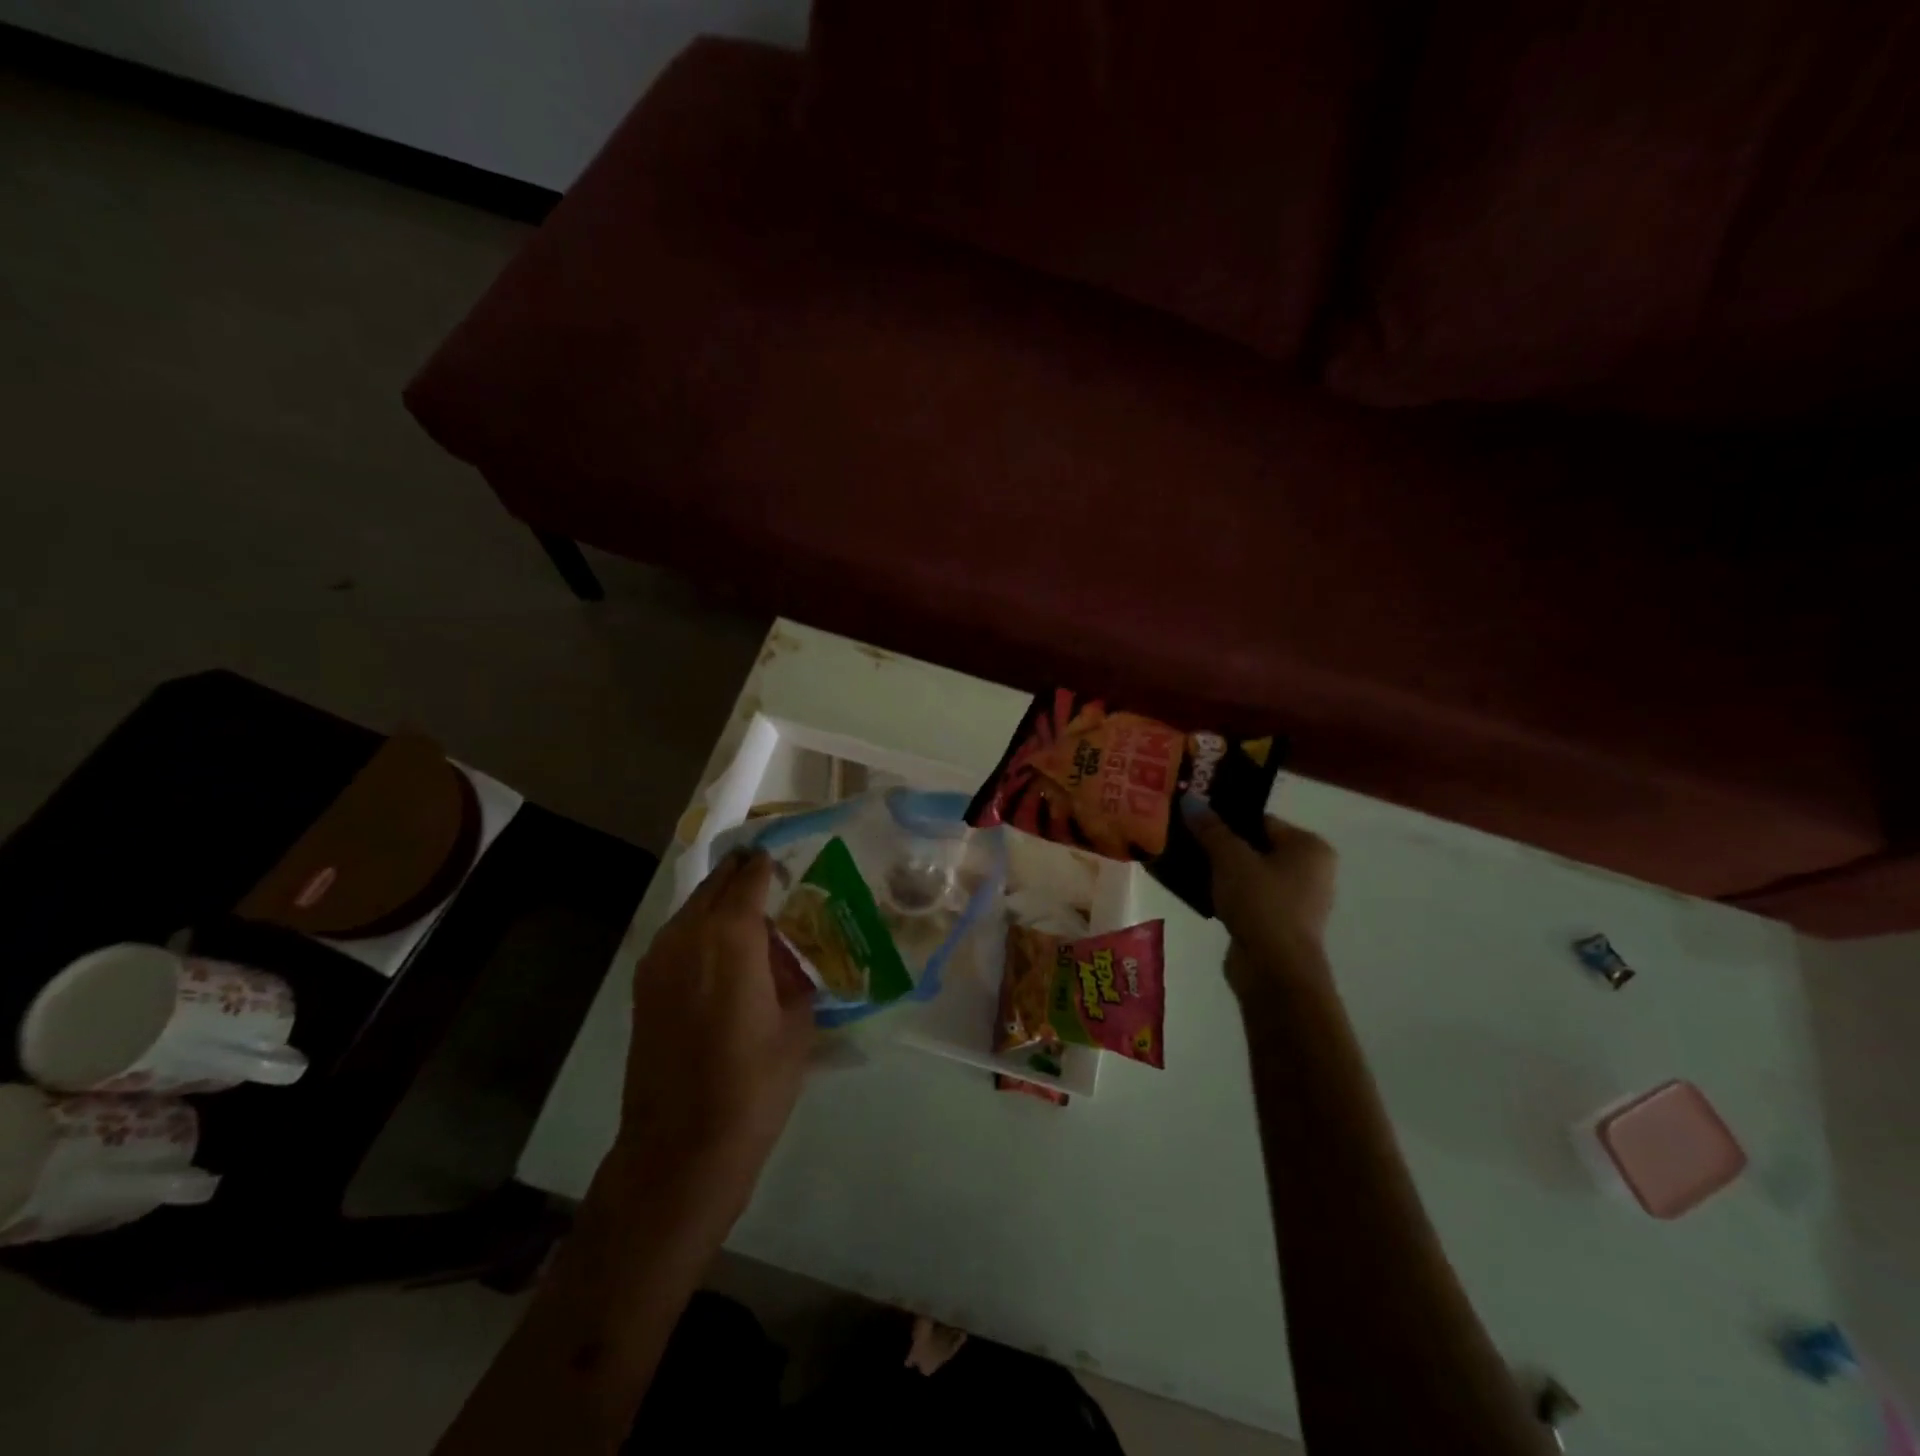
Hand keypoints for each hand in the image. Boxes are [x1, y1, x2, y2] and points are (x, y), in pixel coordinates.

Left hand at [617, 849, 815, 1208]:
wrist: (681, 1147)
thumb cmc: (754, 1084)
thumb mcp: (797, 1024)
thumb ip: (795, 977)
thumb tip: (790, 960)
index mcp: (732, 935)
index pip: (750, 878)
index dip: (767, 863)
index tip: (786, 858)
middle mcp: (689, 935)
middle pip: (715, 884)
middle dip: (742, 874)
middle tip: (771, 876)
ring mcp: (659, 959)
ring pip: (692, 908)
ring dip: (719, 901)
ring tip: (751, 916)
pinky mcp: (644, 986)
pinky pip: (677, 937)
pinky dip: (700, 929)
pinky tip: (723, 954)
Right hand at [1183, 800, 1337, 1000]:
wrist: (1274, 970)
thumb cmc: (1261, 903)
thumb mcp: (1230, 858)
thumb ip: (1210, 828)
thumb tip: (1190, 800)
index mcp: (1309, 847)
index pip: (1261, 820)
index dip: (1225, 816)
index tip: (1192, 816)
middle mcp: (1309, 870)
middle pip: (1254, 846)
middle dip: (1219, 843)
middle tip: (1183, 836)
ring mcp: (1295, 900)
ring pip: (1247, 873)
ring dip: (1218, 870)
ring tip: (1183, 861)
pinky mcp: (1277, 924)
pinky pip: (1246, 897)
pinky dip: (1224, 893)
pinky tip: (1196, 890)